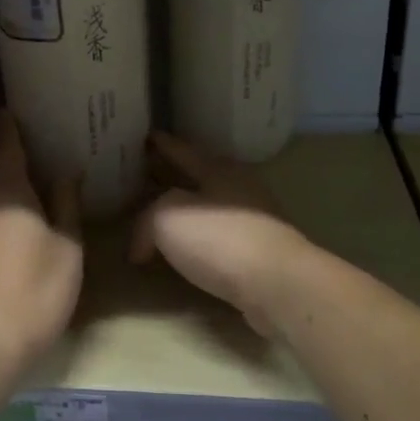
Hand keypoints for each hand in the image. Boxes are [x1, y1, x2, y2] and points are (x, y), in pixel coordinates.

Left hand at [0, 114, 82, 372]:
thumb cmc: (35, 294)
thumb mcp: (68, 250)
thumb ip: (65, 205)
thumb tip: (65, 172)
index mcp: (5, 190)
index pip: (4, 142)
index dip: (9, 124)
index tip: (11, 110)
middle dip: (3, 162)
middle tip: (25, 163)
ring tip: (12, 204)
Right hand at [131, 133, 307, 337]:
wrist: (277, 285)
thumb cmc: (219, 239)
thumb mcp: (166, 217)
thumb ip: (146, 220)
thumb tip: (142, 246)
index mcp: (217, 169)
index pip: (181, 150)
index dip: (161, 144)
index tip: (146, 135)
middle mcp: (238, 188)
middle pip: (198, 177)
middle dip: (172, 177)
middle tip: (144, 178)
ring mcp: (252, 221)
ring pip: (209, 208)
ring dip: (186, 211)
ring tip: (160, 218)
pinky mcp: (258, 253)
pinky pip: (217, 238)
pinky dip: (198, 240)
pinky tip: (184, 251)